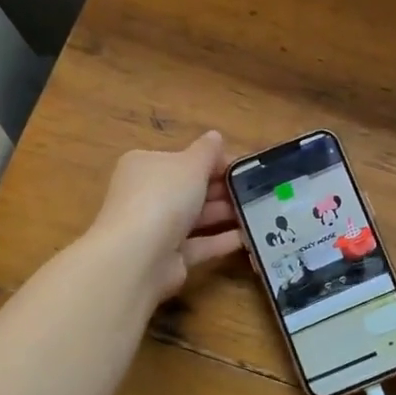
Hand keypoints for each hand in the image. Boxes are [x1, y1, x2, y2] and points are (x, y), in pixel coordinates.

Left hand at [88, 131, 243, 299]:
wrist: (138, 256)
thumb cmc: (163, 197)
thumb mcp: (191, 164)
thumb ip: (207, 151)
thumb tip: (215, 136)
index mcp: (145, 166)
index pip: (183, 159)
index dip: (214, 161)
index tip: (243, 167)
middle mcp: (146, 195)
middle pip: (189, 189)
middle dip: (222, 189)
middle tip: (256, 190)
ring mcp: (155, 229)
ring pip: (195, 217)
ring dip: (224, 213)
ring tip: (257, 211)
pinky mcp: (167, 257)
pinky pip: (198, 244)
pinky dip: (221, 240)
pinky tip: (248, 236)